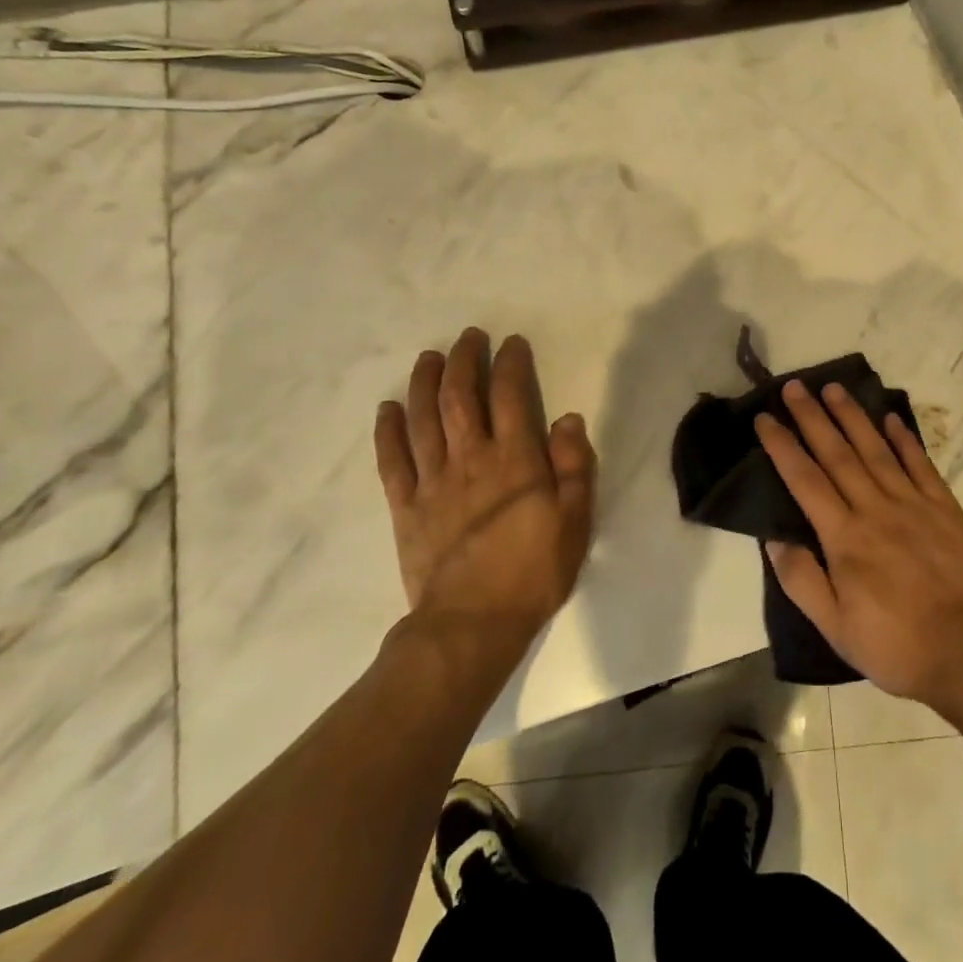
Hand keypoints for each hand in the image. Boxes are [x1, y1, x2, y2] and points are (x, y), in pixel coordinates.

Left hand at [374, 329, 595, 652]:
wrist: (473, 624)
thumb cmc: (534, 571)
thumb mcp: (575, 520)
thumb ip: (574, 466)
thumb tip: (567, 419)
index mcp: (515, 460)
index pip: (510, 396)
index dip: (510, 364)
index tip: (511, 343)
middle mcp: (471, 459)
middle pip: (460, 398)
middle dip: (464, 361)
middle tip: (468, 337)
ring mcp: (433, 482)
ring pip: (424, 420)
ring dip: (424, 383)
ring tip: (429, 357)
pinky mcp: (406, 507)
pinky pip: (392, 462)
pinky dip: (387, 432)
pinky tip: (387, 409)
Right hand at [755, 379, 962, 705]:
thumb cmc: (894, 645)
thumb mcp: (834, 628)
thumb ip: (802, 580)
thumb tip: (773, 538)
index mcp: (844, 537)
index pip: (804, 480)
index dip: (782, 446)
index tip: (765, 418)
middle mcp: (875, 509)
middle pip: (837, 453)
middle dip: (812, 417)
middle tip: (795, 386)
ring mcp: (913, 504)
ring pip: (875, 449)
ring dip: (852, 417)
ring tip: (834, 388)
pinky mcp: (945, 508)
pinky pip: (920, 464)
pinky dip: (904, 439)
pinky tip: (890, 418)